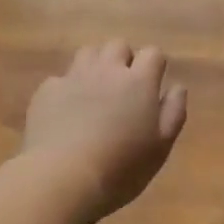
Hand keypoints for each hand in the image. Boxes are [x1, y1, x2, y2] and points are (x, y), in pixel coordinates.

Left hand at [22, 40, 187, 221]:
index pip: (152, 53)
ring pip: (88, 53)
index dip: (155, 65)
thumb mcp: (160, 147)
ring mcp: (73, 77)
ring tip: (96, 91)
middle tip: (124, 87)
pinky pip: (61, 78)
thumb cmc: (121, 167)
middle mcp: (107, 70)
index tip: (154, 84)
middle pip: (118, 45)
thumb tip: (177, 87)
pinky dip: (68, 88)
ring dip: (96, 65)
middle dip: (124, 59)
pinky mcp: (47, 91)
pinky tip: (66, 111)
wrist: (61, 177)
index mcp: (139, 82)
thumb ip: (173, 112)